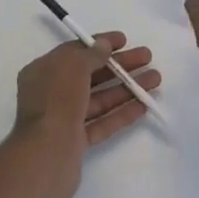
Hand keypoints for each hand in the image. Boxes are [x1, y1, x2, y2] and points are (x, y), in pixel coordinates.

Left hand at [10, 33, 160, 197]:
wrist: (45, 157)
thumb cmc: (56, 102)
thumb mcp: (72, 68)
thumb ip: (90, 54)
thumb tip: (103, 45)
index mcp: (43, 72)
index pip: (75, 52)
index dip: (99, 44)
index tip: (124, 41)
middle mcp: (52, 93)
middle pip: (91, 75)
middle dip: (120, 66)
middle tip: (147, 57)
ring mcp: (65, 119)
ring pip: (99, 99)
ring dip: (127, 88)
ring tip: (155, 80)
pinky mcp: (76, 141)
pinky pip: (102, 122)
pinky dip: (121, 113)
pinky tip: (143, 105)